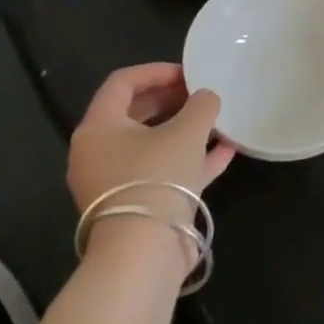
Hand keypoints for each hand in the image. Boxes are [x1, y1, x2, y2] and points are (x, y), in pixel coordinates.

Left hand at [68, 64, 234, 257]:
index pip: (122, 82)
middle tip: (201, 93)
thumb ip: (201, 105)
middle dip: (171, 99)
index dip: (157, 70)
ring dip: (183, 129)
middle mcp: (98, 152)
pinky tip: (224, 152)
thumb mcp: (187, 131)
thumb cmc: (157, 177)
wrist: (143, 252)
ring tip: (216, 120)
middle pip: (134, 113)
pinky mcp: (135, 205)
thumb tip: (206, 97)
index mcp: (99, 127)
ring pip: (151, 144)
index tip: (189, 72)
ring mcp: (114, 181)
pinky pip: (162, 171)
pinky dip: (188, 158)